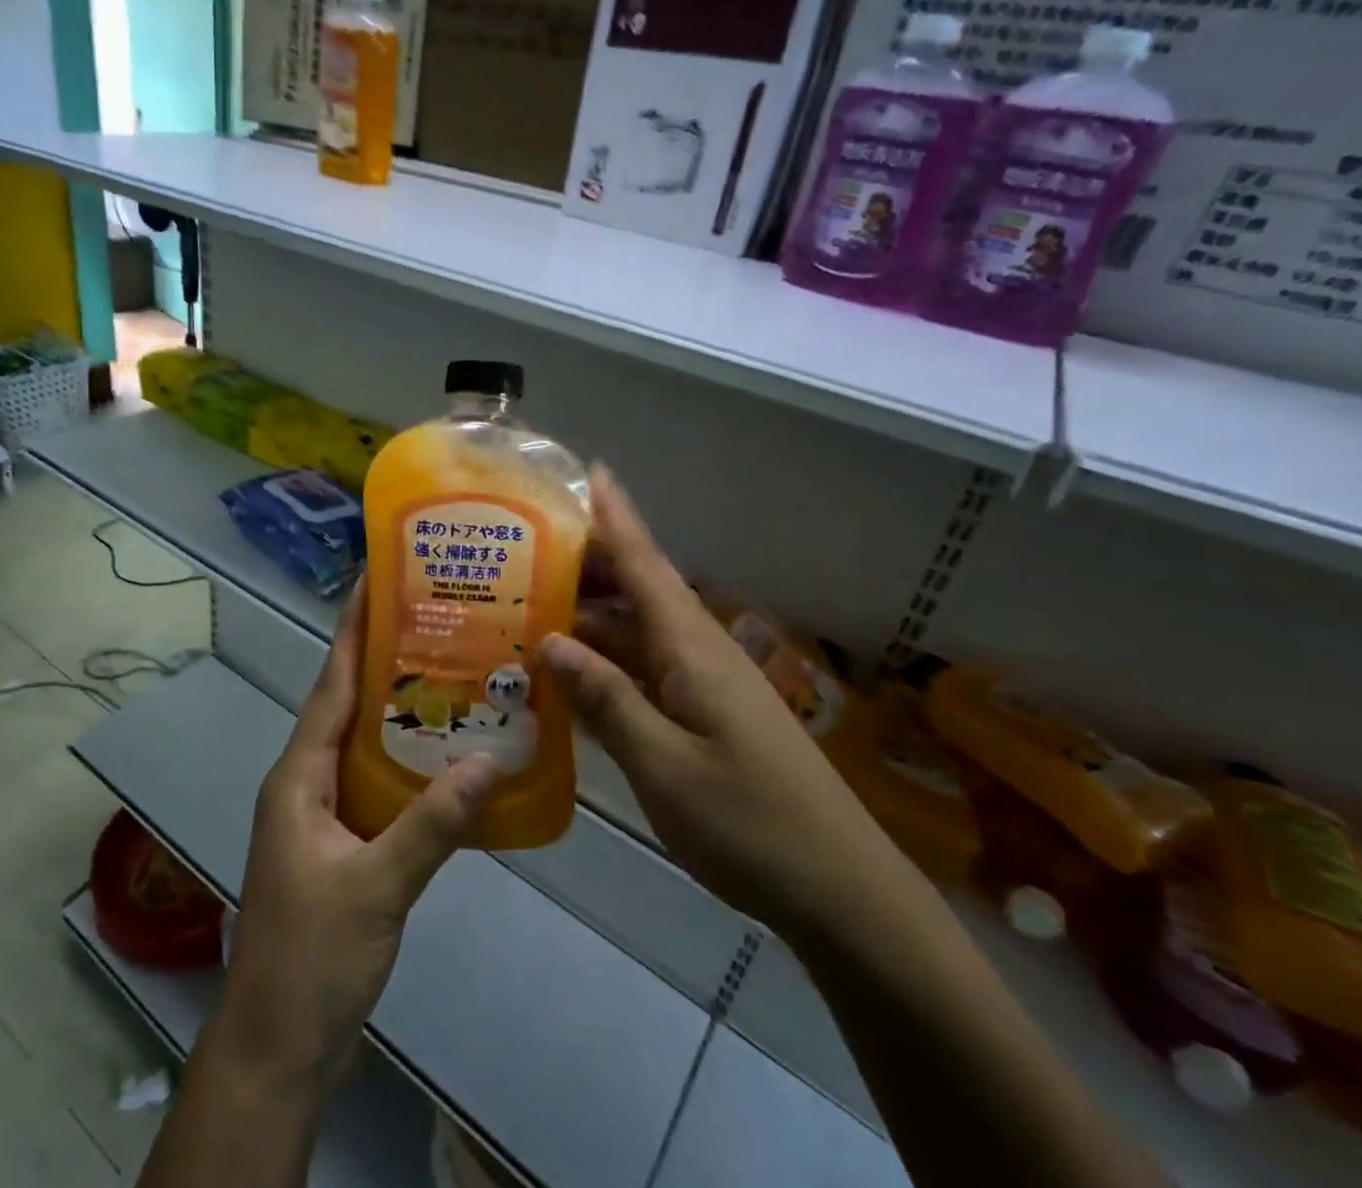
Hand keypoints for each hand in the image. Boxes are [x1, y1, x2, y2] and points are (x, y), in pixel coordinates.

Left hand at [218, 577, 499, 1088]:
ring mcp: (322, 811)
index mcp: (299, 774)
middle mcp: (306, 779)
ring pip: (364, 740)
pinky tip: (448, 753)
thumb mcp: (376, 887)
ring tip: (452, 669)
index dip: (352, 629)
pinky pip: (376, 779)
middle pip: (348, 702)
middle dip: (384, 656)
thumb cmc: (311, 957)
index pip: (331, 682)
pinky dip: (407, 758)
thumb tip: (491, 759)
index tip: (376, 578)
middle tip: (437, 616)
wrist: (279, 1046)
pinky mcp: (341, 840)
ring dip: (400, 706)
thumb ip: (432, 824)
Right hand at [540, 468, 902, 940]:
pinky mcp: (704, 717)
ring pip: (635, 634)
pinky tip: (568, 678)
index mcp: (691, 648)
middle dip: (585, 565)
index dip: (617, 516)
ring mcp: (703, 686)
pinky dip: (604, 666)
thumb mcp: (663, 765)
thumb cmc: (750, 823)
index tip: (591, 470)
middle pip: (635, 591)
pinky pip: (643, 673)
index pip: (646, 563)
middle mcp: (697, 653)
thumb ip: (605, 700)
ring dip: (588, 619)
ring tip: (527, 610)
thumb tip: (551, 641)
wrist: (840, 892)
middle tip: (522, 551)